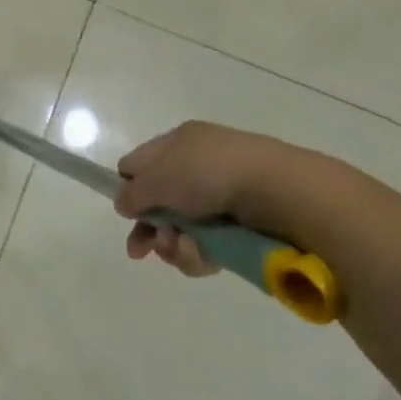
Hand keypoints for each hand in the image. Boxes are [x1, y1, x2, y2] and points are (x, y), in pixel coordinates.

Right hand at [113, 121, 296, 278]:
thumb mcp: (159, 178)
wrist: (276, 192)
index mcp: (180, 142)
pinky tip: (203, 257)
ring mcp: (220, 199)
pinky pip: (207, 246)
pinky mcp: (240, 228)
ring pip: (181, 230)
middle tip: (141, 252)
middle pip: (160, 203)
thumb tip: (124, 204)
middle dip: (149, 229)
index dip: (129, 187)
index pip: (141, 163)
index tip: (126, 212)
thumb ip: (133, 193)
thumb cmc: (209, 173)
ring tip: (181, 250)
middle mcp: (198, 167)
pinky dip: (200, 254)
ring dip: (174, 245)